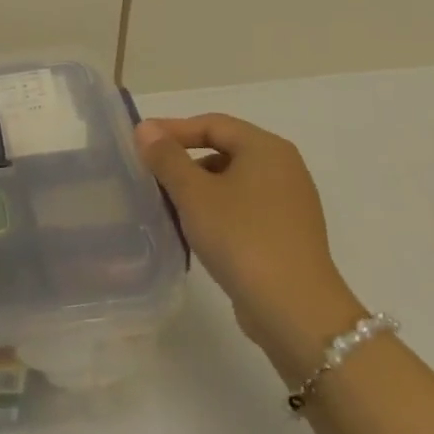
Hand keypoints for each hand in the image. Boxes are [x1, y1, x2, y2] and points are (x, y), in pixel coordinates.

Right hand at [135, 116, 363, 382]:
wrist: (294, 309)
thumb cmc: (241, 238)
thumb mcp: (194, 194)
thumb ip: (167, 157)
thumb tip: (146, 128)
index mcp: (266, 148)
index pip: (212, 124)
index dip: (173, 129)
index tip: (139, 142)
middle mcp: (284, 168)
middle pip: (224, 149)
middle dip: (184, 159)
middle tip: (149, 172)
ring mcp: (289, 202)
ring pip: (233, 180)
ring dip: (198, 187)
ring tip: (166, 202)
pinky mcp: (287, 233)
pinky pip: (244, 207)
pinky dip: (216, 209)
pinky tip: (194, 229)